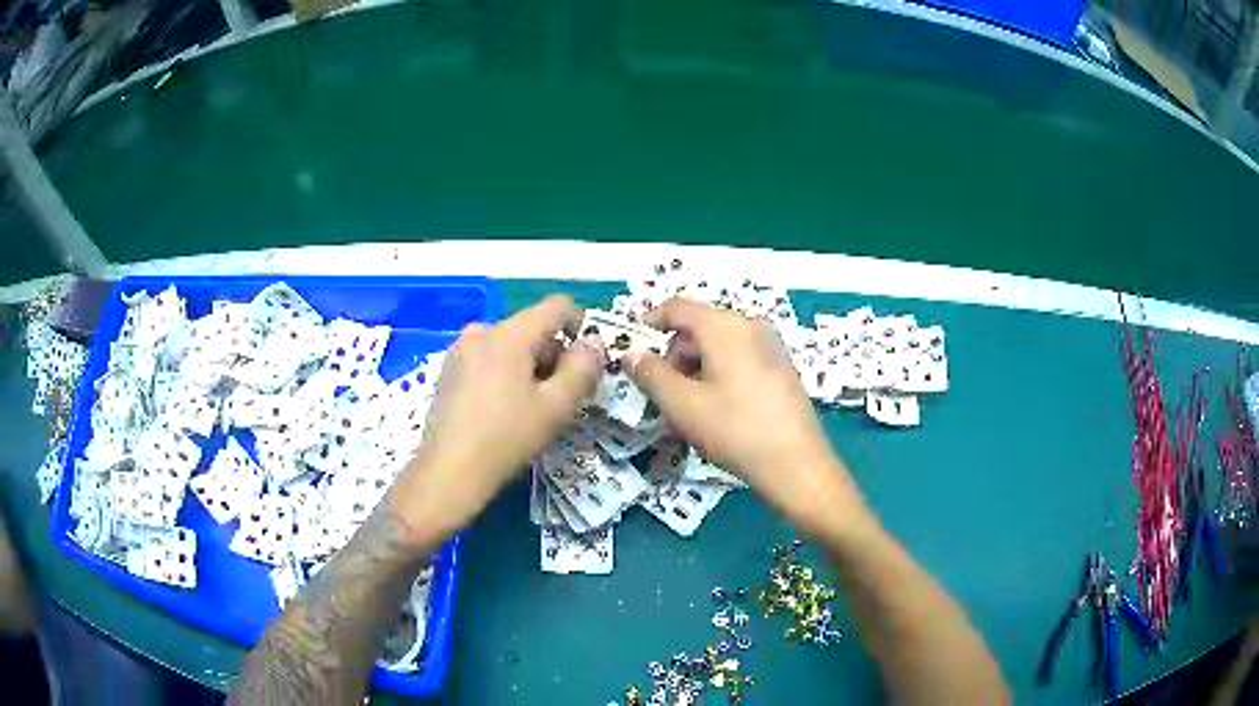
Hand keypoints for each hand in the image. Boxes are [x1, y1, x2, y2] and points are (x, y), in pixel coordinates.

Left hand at [391, 295, 604, 535]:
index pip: (557, 306)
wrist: (448, 473)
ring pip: (510, 346)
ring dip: (530, 367)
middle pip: (532, 328)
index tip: (589, 361)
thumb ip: (583, 369)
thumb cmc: (506, 438)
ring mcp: (460, 351)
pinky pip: (488, 359)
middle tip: (563, 395)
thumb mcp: (555, 407)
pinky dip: (505, 374)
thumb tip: (593, 344)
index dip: (581, 325)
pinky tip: (504, 411)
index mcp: (508, 333)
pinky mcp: (448, 371)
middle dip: (554, 355)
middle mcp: (481, 331)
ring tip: (533, 408)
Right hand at [627, 299, 863, 523]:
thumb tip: (632, 354)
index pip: (678, 308)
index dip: (649, 323)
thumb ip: (651, 374)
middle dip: (673, 357)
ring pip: (718, 347)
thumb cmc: (735, 430)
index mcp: (726, 326)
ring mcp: (770, 346)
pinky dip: (717, 376)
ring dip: (694, 371)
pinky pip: (738, 360)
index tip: (632, 351)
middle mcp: (751, 326)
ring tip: (687, 411)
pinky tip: (715, 411)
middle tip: (661, 396)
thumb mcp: (683, 405)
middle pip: (699, 328)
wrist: (797, 465)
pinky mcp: (781, 368)